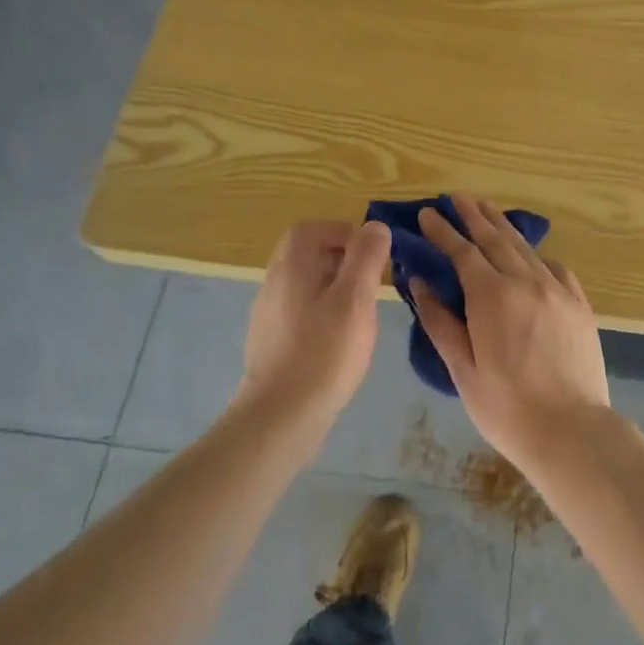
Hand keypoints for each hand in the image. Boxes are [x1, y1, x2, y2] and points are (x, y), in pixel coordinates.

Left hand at [237, 220, 391, 437]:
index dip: (343, 232)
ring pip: (303, 283)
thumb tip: (375, 226)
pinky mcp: (271, 341)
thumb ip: (366, 257)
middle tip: (369, 279)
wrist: (280, 417)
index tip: (371, 254)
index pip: (311, 229)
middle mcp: (274, 283)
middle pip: (305, 253)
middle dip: (340, 258)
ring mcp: (268, 314)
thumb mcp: (355, 299)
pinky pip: (298, 310)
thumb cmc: (324, 353)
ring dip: (333, 285)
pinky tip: (339, 338)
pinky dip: (322, 311)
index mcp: (292, 267)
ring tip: (360, 309)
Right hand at [411, 195, 610, 473]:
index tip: (427, 214)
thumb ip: (440, 322)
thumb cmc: (507, 408)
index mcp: (492, 296)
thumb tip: (420, 284)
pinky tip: (530, 255)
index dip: (443, 231)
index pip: (462, 252)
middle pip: (495, 238)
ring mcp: (557, 290)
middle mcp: (526, 281)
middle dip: (473, 215)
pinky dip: (536, 256)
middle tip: (457, 197)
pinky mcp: (579, 304)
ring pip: (525, 248)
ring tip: (487, 210)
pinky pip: (554, 267)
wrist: (572, 430)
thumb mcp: (462, 370)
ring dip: (503, 226)